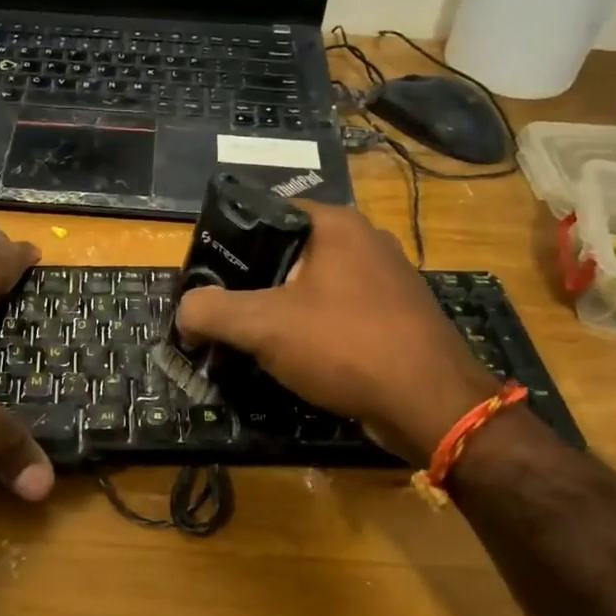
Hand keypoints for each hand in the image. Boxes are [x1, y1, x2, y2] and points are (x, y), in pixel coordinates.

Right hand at [172, 202, 501, 464]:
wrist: (431, 402)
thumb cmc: (344, 345)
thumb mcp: (263, 326)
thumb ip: (211, 312)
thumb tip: (185, 313)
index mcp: (335, 224)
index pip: (266, 213)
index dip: (230, 243)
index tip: (207, 277)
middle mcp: (366, 240)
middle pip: (289, 252)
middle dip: (254, 282)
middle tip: (224, 313)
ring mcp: (388, 278)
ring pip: (315, 286)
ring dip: (284, 309)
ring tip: (255, 338)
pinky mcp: (398, 315)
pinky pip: (341, 312)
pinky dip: (315, 328)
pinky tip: (300, 357)